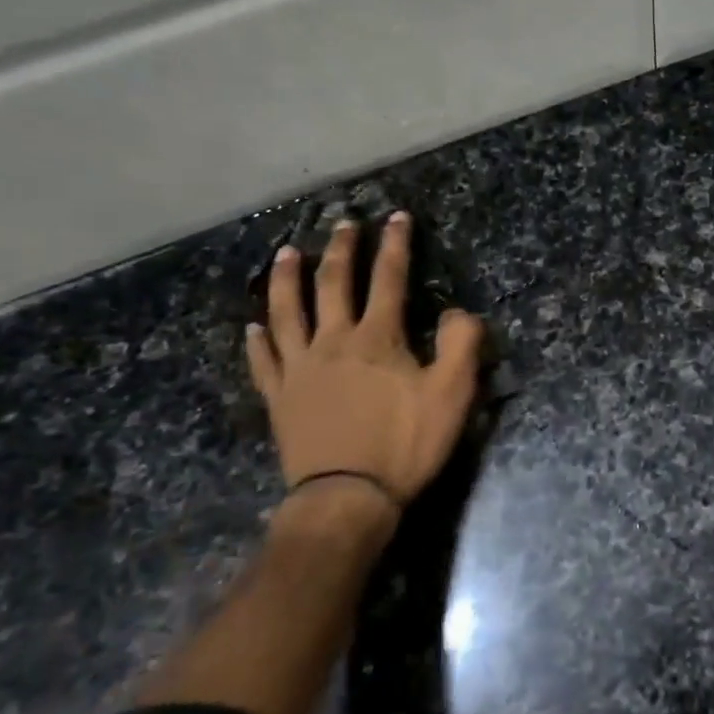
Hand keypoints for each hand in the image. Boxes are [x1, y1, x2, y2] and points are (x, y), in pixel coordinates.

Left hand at [246, 212, 484, 509]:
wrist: (348, 497)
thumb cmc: (405, 444)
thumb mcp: (452, 394)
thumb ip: (461, 345)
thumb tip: (458, 312)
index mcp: (378, 337)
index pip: (388, 278)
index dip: (395, 245)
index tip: (397, 217)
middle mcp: (334, 341)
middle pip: (334, 284)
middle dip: (342, 250)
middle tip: (343, 224)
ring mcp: (300, 368)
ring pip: (288, 311)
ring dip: (288, 278)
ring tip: (288, 252)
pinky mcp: (280, 397)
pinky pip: (265, 361)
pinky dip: (258, 341)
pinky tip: (252, 327)